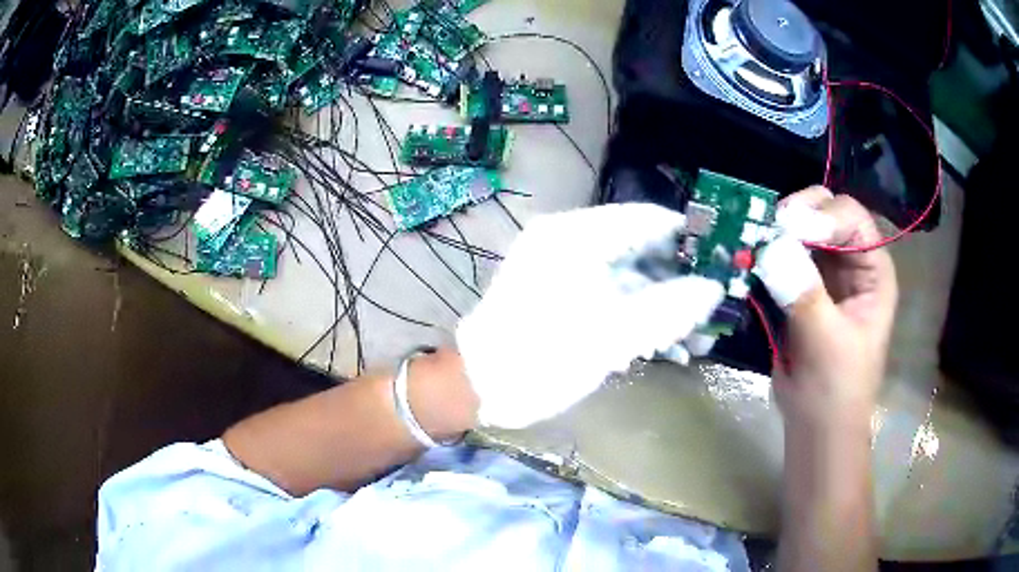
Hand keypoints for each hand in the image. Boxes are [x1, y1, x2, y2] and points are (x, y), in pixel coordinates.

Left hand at [457, 204, 724, 428]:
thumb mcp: (611, 334)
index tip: (718, 260)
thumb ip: (668, 308)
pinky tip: (661, 343)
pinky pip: (609, 295)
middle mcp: (568, 242)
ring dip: (660, 305)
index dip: (685, 237)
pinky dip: (635, 316)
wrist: (480, 387)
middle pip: (639, 249)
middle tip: (708, 307)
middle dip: (676, 281)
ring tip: (693, 336)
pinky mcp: (560, 295)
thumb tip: (712, 288)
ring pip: (627, 277)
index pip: (644, 219)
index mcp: (574, 236)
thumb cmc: (541, 356)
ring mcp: (562, 269)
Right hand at [756, 187, 897, 429]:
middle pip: (824, 213)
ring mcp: (825, 274)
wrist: (817, 427)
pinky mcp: (801, 289)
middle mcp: (852, 262)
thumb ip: (804, 294)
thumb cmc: (836, 389)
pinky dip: (765, 254)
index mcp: (873, 270)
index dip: (822, 216)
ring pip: (800, 231)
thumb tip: (772, 248)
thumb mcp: (826, 342)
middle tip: (767, 228)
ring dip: (776, 233)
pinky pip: (782, 257)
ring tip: (752, 243)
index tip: (787, 230)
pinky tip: (749, 260)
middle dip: (796, 215)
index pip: (850, 218)